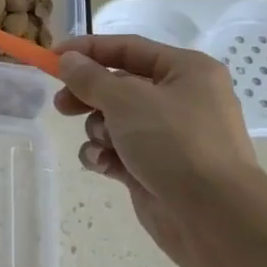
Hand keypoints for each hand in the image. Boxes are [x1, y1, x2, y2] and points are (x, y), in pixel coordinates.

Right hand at [54, 36, 266, 266]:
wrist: (214, 218)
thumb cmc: (174, 143)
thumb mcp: (126, 100)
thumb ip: (90, 77)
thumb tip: (68, 59)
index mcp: (186, 71)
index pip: (128, 48)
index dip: (87, 50)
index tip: (52, 57)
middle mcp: (181, 99)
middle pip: (118, 85)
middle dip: (88, 95)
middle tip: (62, 105)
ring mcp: (168, 136)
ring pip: (114, 120)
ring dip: (98, 130)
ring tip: (103, 144)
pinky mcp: (155, 168)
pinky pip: (118, 151)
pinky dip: (105, 155)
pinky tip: (102, 165)